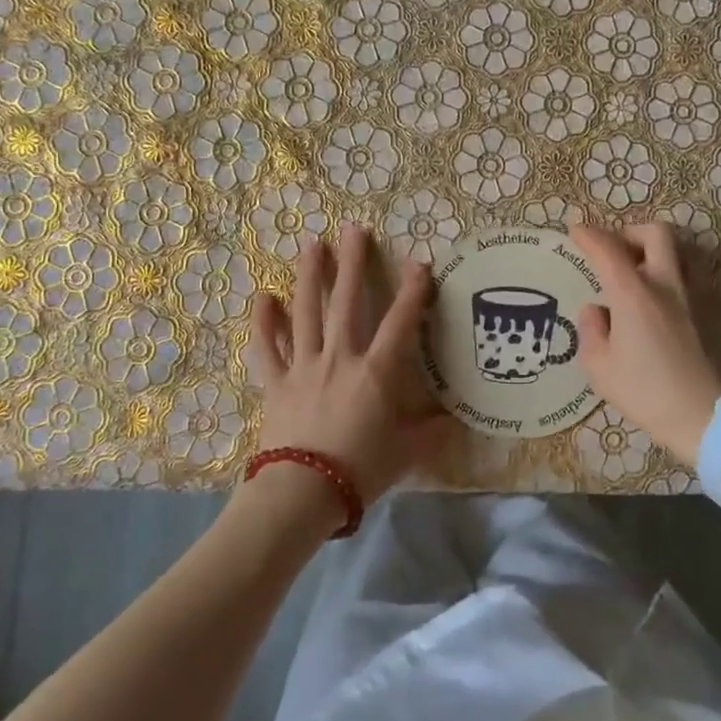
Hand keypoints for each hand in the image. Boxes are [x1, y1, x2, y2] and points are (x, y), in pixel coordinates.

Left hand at [247, 224, 449, 502]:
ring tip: (311, 244)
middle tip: (353, 228)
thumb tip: (458, 421)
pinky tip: (262, 297)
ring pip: (305, 313)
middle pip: (346, 302)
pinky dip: (263, 323)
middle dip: (352, 263)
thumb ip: (432, 433)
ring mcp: (303, 367)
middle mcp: (340, 358)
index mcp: (376, 372)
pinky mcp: (275, 383)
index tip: (420, 263)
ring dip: (309, 276)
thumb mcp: (406, 453)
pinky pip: (267, 348)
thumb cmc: (361, 470)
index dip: (413, 291)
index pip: (400, 322)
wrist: (303, 492)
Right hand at [570, 222, 720, 469]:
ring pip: (669, 254)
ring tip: (621, 278)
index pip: (609, 249)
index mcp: (633, 294)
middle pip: (656, 234)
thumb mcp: (599, 366)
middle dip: (630, 232)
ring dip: (645, 254)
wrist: (701, 415)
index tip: (574, 231)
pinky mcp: (696, 316)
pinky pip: (673, 279)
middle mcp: (663, 286)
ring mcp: (685, 299)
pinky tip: (637, 306)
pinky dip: (654, 276)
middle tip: (610, 250)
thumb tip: (595, 311)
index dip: (589, 236)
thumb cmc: (644, 390)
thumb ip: (591, 330)